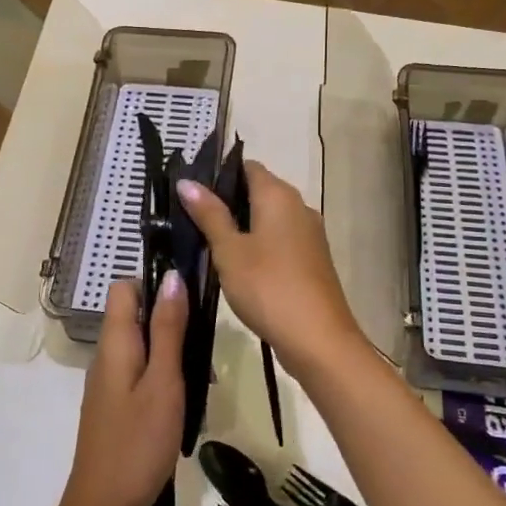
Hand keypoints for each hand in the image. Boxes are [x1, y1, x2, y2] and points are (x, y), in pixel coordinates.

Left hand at [58, 274, 186, 505]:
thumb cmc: (139, 442)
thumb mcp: (163, 382)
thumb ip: (168, 329)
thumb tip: (172, 276)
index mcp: (114, 343)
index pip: (125, 287)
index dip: (155, 283)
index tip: (190, 298)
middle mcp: (106, 356)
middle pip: (135, 315)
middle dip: (171, 320)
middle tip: (205, 344)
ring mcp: (108, 383)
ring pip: (141, 346)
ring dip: (172, 351)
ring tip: (203, 376)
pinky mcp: (115, 405)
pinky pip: (140, 372)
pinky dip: (164, 376)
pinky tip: (187, 399)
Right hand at [177, 162, 369, 379]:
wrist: (318, 339)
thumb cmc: (268, 287)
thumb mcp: (229, 250)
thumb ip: (209, 214)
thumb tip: (187, 182)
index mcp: (279, 195)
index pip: (246, 166)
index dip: (217, 173)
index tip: (189, 189)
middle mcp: (299, 207)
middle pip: (258, 191)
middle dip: (226, 201)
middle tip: (189, 217)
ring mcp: (309, 235)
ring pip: (268, 218)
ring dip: (240, 226)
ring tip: (205, 241)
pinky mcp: (311, 260)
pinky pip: (278, 240)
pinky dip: (257, 245)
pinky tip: (235, 264)